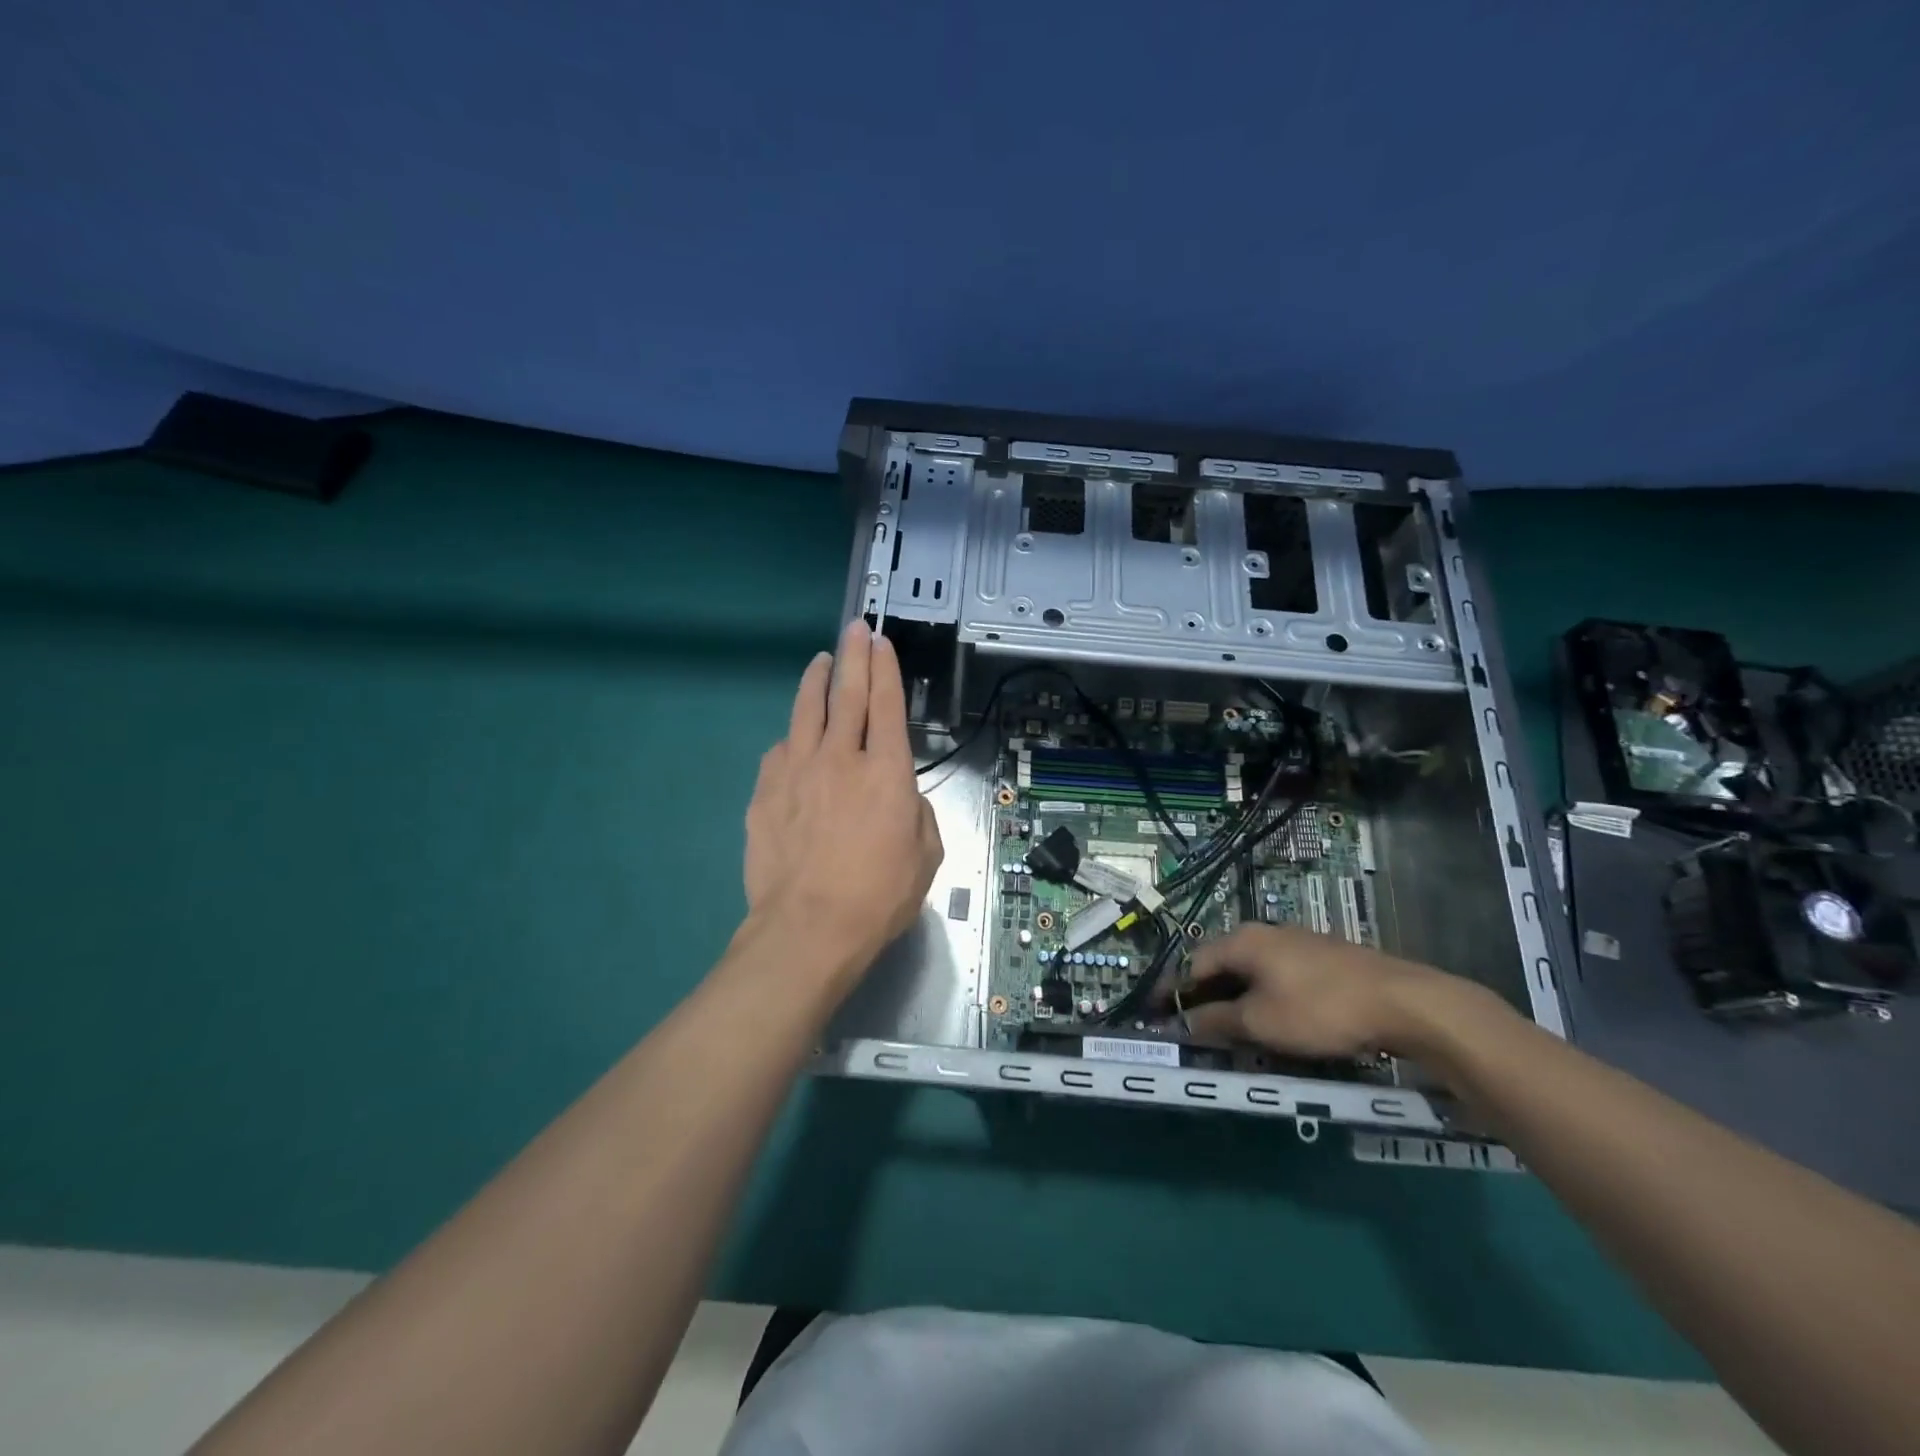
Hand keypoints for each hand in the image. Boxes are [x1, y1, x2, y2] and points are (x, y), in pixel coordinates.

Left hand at [743, 620, 943, 981]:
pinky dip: (792, 737)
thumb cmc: (878, 895)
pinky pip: (780, 750)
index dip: (885, 668)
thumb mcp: (925, 855)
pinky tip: (794, 738)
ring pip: (807, 710)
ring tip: (821, 662)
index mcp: (886, 771)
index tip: (880, 643)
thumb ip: (916, 812)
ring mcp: (797, 770)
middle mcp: (841, 757)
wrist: (808, 928)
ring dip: (816, 680)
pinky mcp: (765, 791)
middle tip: (855, 629)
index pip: (887, 704)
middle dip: (853, 656)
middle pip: (848, 693)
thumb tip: (899, 796)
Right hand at [1159, 923, 1502, 1060]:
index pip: (1193, 963)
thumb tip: (1185, 1021)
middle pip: (1221, 964)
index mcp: (1241, 941)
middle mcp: (1264, 933)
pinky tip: (1273, 1021)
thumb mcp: (1260, 1022)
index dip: (1174, 992)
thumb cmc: (1319, 1009)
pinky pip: (1276, 976)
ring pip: (1251, 971)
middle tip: (1195, 1028)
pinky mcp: (1322, 959)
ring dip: (1235, 999)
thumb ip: (1217, 1021)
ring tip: (1232, 1031)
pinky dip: (1263, 997)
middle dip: (1204, 996)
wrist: (1403, 1002)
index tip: (1159, 1016)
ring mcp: (1296, 943)